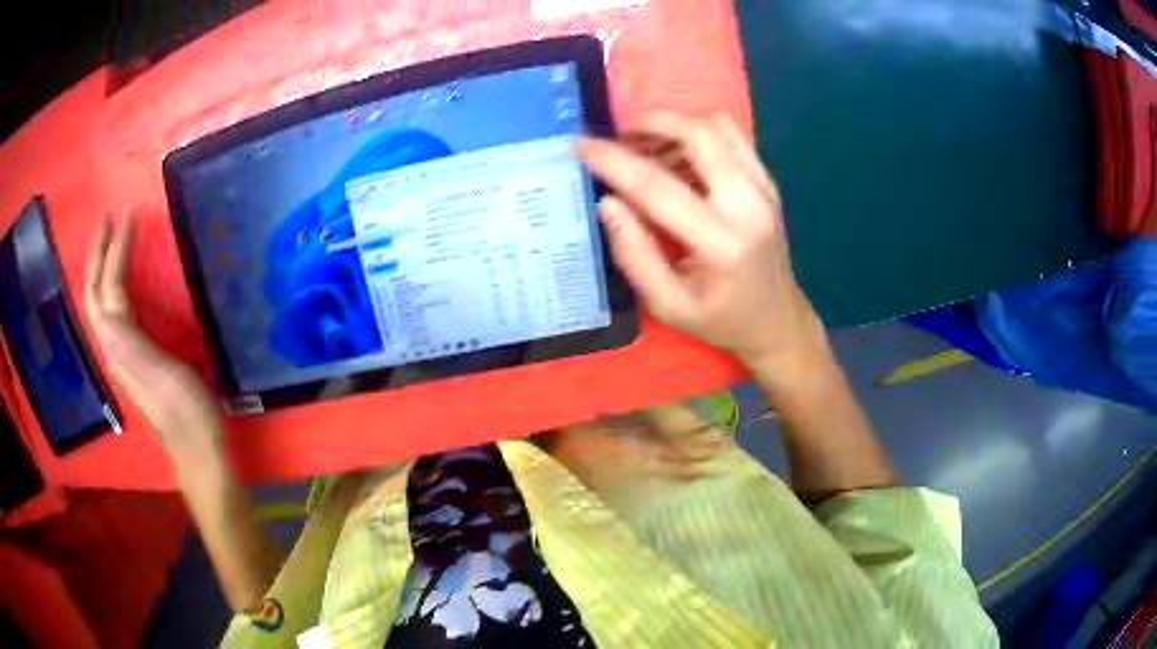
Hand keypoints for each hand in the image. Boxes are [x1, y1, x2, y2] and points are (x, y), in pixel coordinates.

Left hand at [85, 216, 222, 459]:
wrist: (196, 448)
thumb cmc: (184, 410)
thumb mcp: (158, 371)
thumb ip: (128, 338)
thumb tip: (108, 301)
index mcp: (118, 346)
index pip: (108, 287)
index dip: (115, 249)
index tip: (128, 214)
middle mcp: (112, 347)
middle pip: (94, 294)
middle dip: (97, 255)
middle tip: (108, 220)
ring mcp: (121, 355)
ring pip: (100, 304)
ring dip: (101, 269)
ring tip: (111, 244)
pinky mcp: (133, 361)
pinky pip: (112, 315)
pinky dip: (112, 289)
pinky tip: (122, 286)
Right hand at [574, 112, 828, 370]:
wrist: (777, 319)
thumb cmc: (720, 319)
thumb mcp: (668, 305)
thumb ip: (635, 255)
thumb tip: (607, 202)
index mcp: (721, 244)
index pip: (658, 187)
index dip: (613, 162)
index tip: (579, 145)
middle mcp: (749, 206)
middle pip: (698, 134)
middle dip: (650, 122)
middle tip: (618, 137)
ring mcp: (764, 188)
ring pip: (716, 126)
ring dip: (673, 125)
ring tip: (645, 149)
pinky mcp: (767, 181)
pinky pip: (730, 135)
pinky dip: (696, 132)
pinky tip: (676, 156)